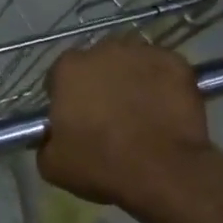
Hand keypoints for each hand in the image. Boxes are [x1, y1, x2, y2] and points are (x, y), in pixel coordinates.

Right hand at [37, 38, 215, 214]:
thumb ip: (45, 139)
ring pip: (131, 63)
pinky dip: (161, 84)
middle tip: (106, 114)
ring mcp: (144, 53)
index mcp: (69, 69)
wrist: (163, 172)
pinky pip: (162, 70)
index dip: (64, 97)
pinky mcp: (177, 63)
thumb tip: (52, 134)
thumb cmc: (101, 165)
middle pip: (96, 63)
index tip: (72, 117)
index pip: (59, 76)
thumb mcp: (52, 164)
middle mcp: (104, 50)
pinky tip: (163, 108)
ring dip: (130, 80)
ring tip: (138, 110)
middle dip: (98, 83)